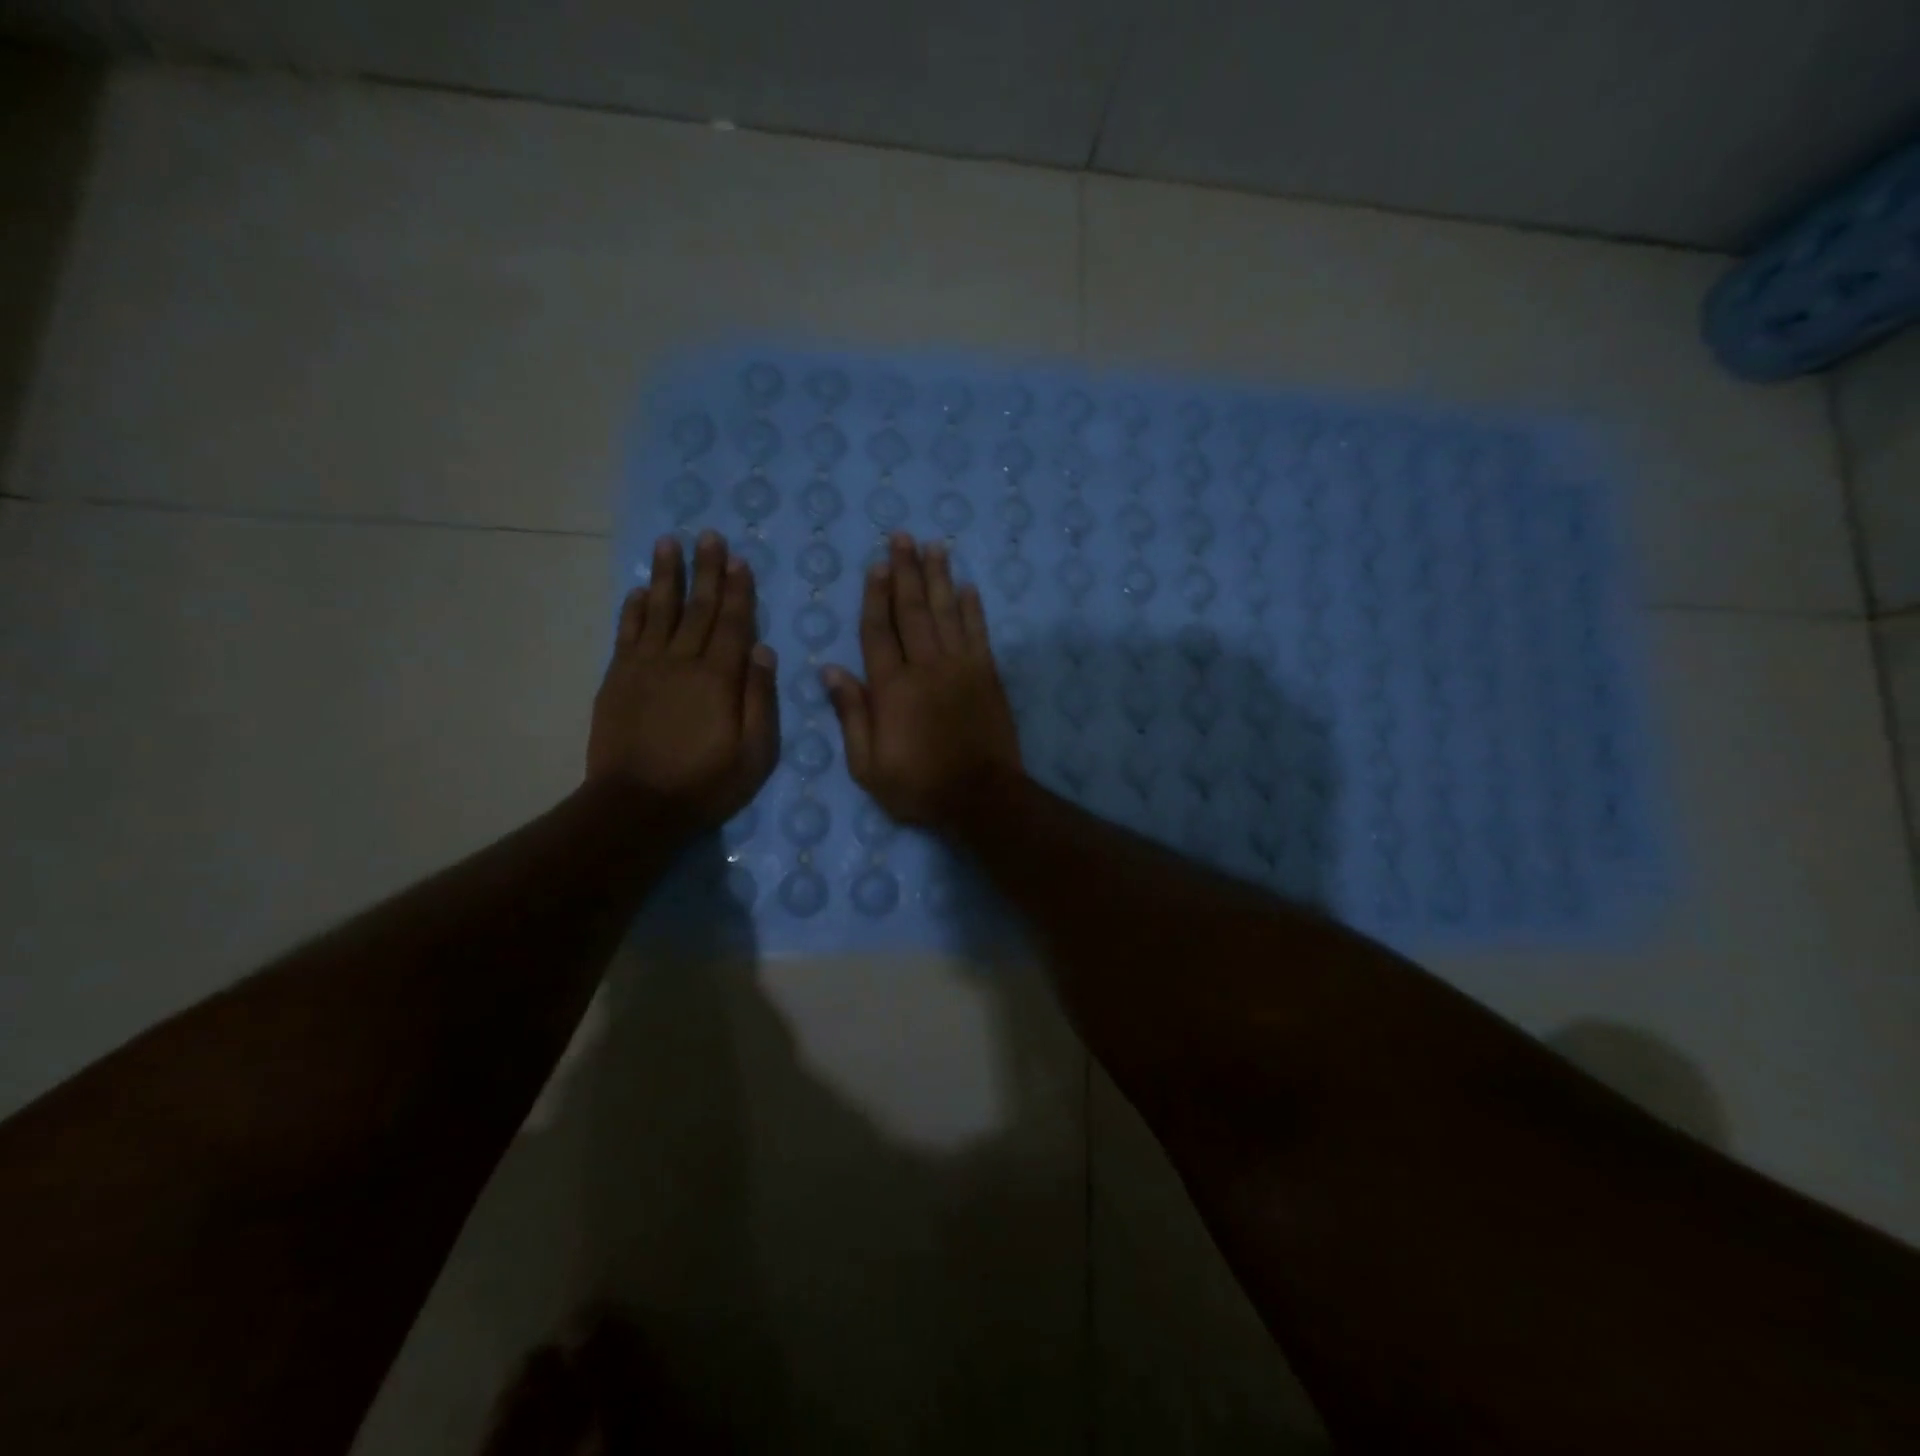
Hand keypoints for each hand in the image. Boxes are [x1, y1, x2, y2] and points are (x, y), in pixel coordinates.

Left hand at [587, 532, 778, 830]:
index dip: (738, 591)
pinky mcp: (617, 680)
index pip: (733, 624)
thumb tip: (764, 650)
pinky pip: (627, 634)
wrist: (636, 806)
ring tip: (669, 543)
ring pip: (658, 611)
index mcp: (719, 678)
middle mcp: (682, 662)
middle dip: (706, 570)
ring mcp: (645, 668)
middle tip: (709, 535)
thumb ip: (760, 699)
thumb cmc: (705, 783)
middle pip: (698, 608)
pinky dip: (633, 610)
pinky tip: (637, 591)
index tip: (739, 560)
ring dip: (666, 576)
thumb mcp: (754, 753)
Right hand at [823, 534, 1022, 826]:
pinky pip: (978, 633)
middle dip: (906, 571)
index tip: (876, 565)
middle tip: (903, 537)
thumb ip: (851, 715)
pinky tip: (968, 587)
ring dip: (939, 578)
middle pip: (913, 610)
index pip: (879, 632)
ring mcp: (961, 668)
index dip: (876, 596)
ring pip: (947, 613)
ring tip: (934, 547)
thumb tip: (830, 671)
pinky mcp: (988, 675)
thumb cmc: (919, 786)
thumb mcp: (868, 766)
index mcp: (892, 688)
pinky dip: (973, 609)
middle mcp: (926, 667)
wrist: (981, 797)